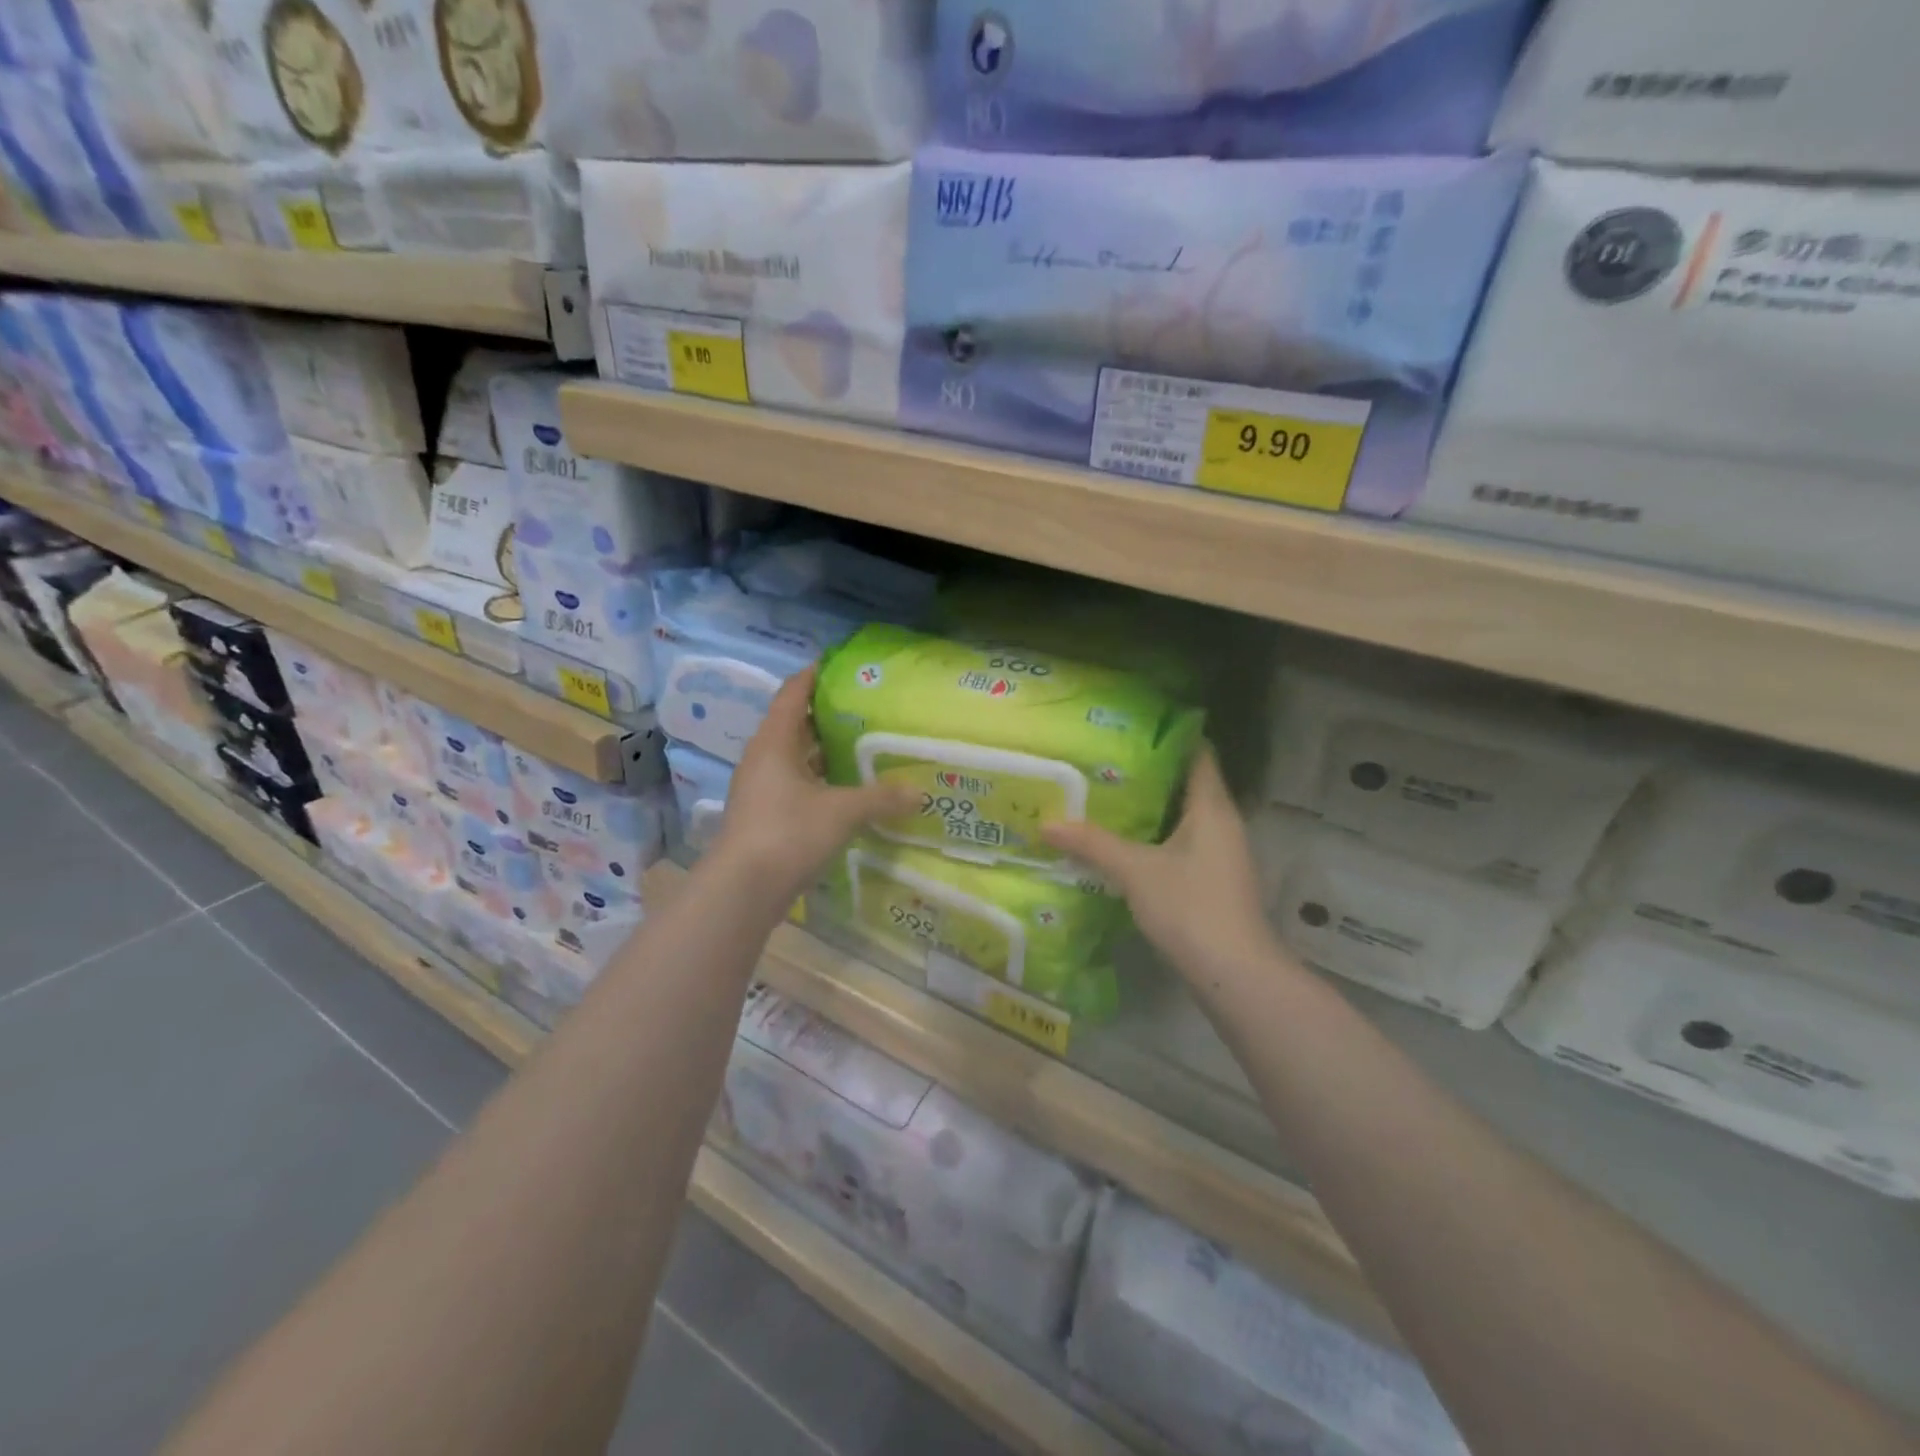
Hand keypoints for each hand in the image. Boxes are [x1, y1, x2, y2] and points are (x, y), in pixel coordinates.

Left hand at [710, 665, 916, 905]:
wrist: (743, 890)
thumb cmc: (789, 833)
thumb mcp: (843, 812)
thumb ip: (882, 798)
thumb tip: (919, 792)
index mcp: (774, 742)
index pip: (793, 693)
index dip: (815, 675)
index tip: (843, 666)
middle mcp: (763, 758)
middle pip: (795, 724)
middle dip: (827, 715)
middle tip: (866, 709)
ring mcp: (759, 788)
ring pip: (795, 758)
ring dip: (823, 751)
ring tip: (862, 746)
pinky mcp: (763, 815)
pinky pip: (794, 784)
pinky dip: (819, 781)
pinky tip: (845, 790)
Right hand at [1041, 746, 1281, 992]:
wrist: (1234, 973)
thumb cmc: (1190, 907)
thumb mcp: (1135, 871)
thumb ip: (1092, 843)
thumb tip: (1046, 822)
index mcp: (1212, 808)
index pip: (1199, 755)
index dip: (1170, 738)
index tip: (1132, 729)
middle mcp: (1223, 824)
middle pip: (1188, 785)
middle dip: (1150, 773)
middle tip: (1106, 762)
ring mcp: (1223, 854)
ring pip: (1185, 817)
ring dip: (1153, 808)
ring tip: (1108, 797)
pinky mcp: (1215, 881)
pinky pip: (1185, 843)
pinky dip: (1158, 836)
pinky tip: (1127, 843)